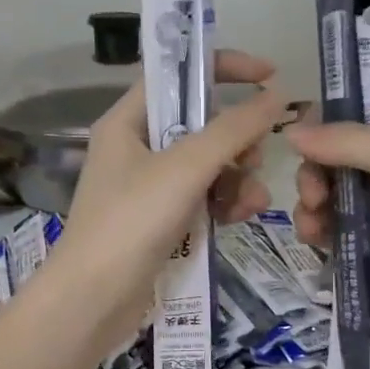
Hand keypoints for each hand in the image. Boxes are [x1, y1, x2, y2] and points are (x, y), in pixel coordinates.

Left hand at [50, 49, 285, 349]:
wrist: (94, 300)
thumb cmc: (131, 222)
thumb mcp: (185, 168)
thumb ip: (233, 129)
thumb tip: (275, 96)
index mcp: (127, 122)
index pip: (178, 75)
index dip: (223, 68)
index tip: (269, 76)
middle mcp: (136, 149)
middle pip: (200, 125)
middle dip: (236, 140)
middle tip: (255, 158)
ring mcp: (148, 189)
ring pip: (207, 167)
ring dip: (237, 178)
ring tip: (251, 202)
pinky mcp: (160, 223)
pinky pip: (202, 199)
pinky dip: (223, 204)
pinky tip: (239, 219)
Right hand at [287, 114, 369, 349]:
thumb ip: (351, 143)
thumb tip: (290, 133)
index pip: (355, 115)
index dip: (323, 127)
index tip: (300, 146)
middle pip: (335, 156)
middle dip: (315, 173)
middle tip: (314, 196)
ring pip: (331, 194)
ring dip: (311, 204)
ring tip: (312, 225)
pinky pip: (336, 229)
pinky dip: (320, 231)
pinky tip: (314, 240)